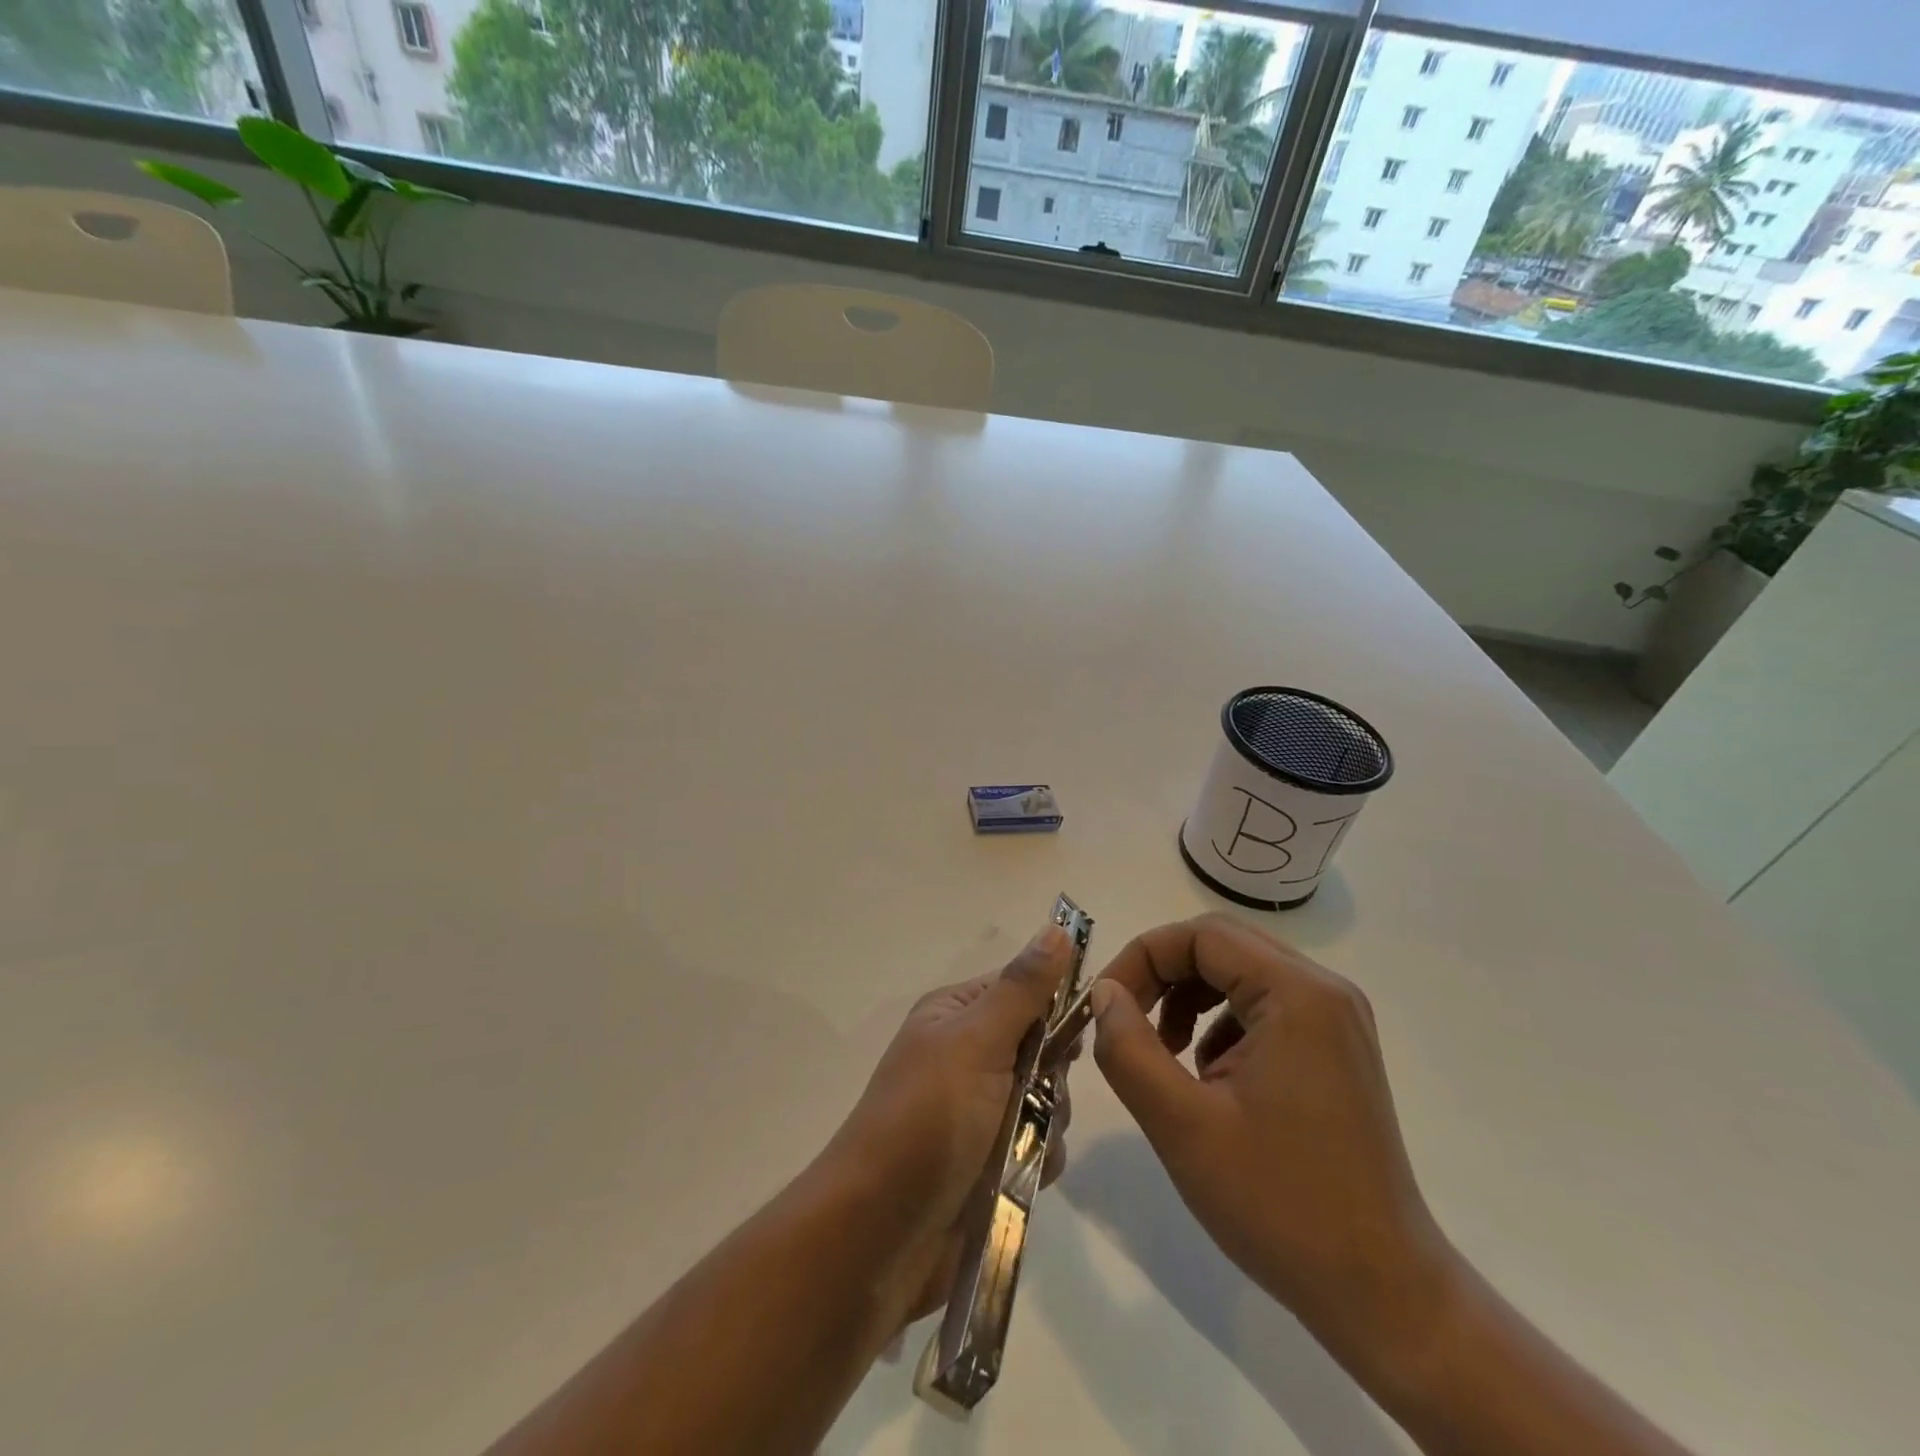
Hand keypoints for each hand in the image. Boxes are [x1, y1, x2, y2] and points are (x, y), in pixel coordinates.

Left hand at [825, 923, 1075, 1333]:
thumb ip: (1023, 989)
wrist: (880, 1233)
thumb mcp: (977, 1042)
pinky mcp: (989, 1161)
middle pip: (1043, 1048)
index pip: (1023, 988)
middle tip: (1033, 1096)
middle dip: (1051, 1077)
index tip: (1075, 1033)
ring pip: (1048, 1100)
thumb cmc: (928, 1119)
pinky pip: (1039, 1147)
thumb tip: (1057, 926)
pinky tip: (1018, 1178)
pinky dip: (1036, 1161)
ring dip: (1044, 1124)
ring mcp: (978, 1111)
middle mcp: (967, 1055)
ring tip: (1017, 1148)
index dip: (1054, 1006)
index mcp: (956, 1015)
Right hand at [1089, 915, 1456, 1363]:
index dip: (1141, 958)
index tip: (1104, 1005)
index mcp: (1297, 995)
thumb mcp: (1182, 1125)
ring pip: (1240, 973)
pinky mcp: (1336, 1049)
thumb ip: (1128, 1048)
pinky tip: (1208, 1078)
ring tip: (1165, 1054)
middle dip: (1162, 974)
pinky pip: (1263, 1006)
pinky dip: (1220, 1023)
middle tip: (1125, 1021)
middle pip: (1222, 945)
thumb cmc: (1280, 1205)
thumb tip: (1103, 994)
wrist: (1382, 1294)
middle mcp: (1324, 991)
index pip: (1200, 935)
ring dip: (1189, 998)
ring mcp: (1336, 1020)